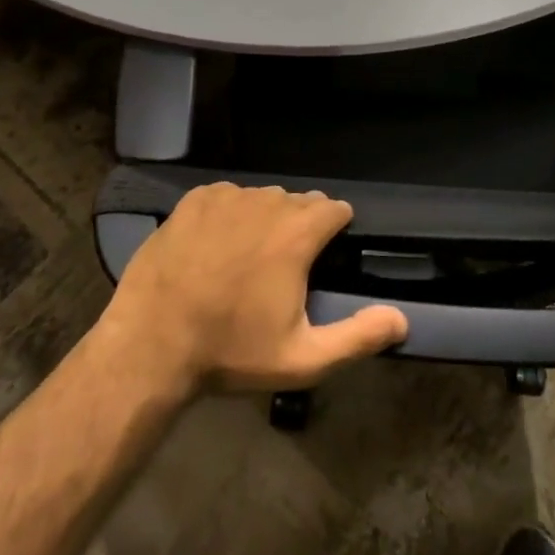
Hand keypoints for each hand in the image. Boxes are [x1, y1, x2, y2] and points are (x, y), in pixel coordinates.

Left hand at [100, 183, 408, 393]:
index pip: (334, 209)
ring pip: (262, 198)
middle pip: (299, 202)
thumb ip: (358, 337)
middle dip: (301, 226)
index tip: (327, 253)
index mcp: (297, 233)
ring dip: (265, 219)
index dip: (336, 229)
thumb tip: (402, 319)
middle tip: (286, 266)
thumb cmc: (231, 351)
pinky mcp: (193, 201)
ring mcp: (226, 198)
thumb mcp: (303, 358)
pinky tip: (216, 245)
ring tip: (249, 256)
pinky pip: (226, 197)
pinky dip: (230, 213)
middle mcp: (266, 203)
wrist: (151, 345)